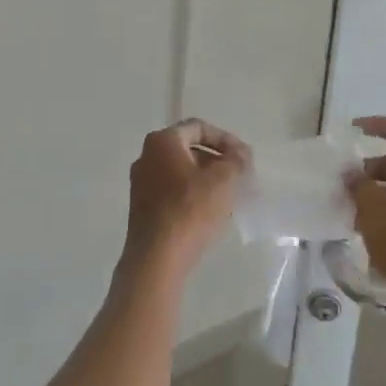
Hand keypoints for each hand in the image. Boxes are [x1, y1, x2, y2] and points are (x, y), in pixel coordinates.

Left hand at [123, 119, 249, 278]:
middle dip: (217, 160)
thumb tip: (241, 153)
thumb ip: (237, 160)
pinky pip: (172, 191)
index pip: (199, 127)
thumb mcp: (223, 180)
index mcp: (162, 141)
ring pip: (181, 172)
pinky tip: (209, 212)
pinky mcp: (142, 207)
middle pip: (189, 149)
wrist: (156, 258)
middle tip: (239, 176)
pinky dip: (192, 194)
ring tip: (229, 195)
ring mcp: (141, 183)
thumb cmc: (190, 210)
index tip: (244, 157)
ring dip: (207, 179)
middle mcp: (146, 156)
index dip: (225, 139)